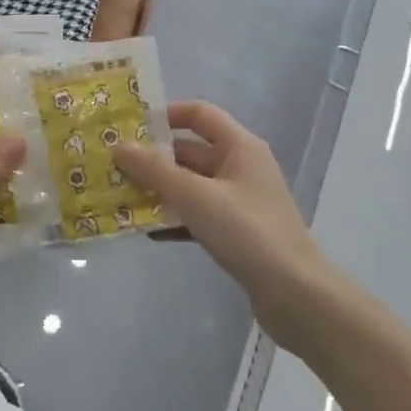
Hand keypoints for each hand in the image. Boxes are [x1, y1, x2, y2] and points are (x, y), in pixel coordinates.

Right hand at [114, 101, 335, 349]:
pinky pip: (199, 215)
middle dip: (154, 158)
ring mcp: (241, 201)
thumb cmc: (247, 233)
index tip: (130, 126)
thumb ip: (155, 171)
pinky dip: (175, 219)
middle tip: (114, 165)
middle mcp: (242, 167)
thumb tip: (118, 145)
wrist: (296, 296)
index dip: (166, 115)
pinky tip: (148, 231)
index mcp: (240, 147)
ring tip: (121, 196)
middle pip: (191, 151)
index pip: (199, 114)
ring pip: (192, 185)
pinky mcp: (238, 232)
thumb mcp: (196, 197)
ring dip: (160, 190)